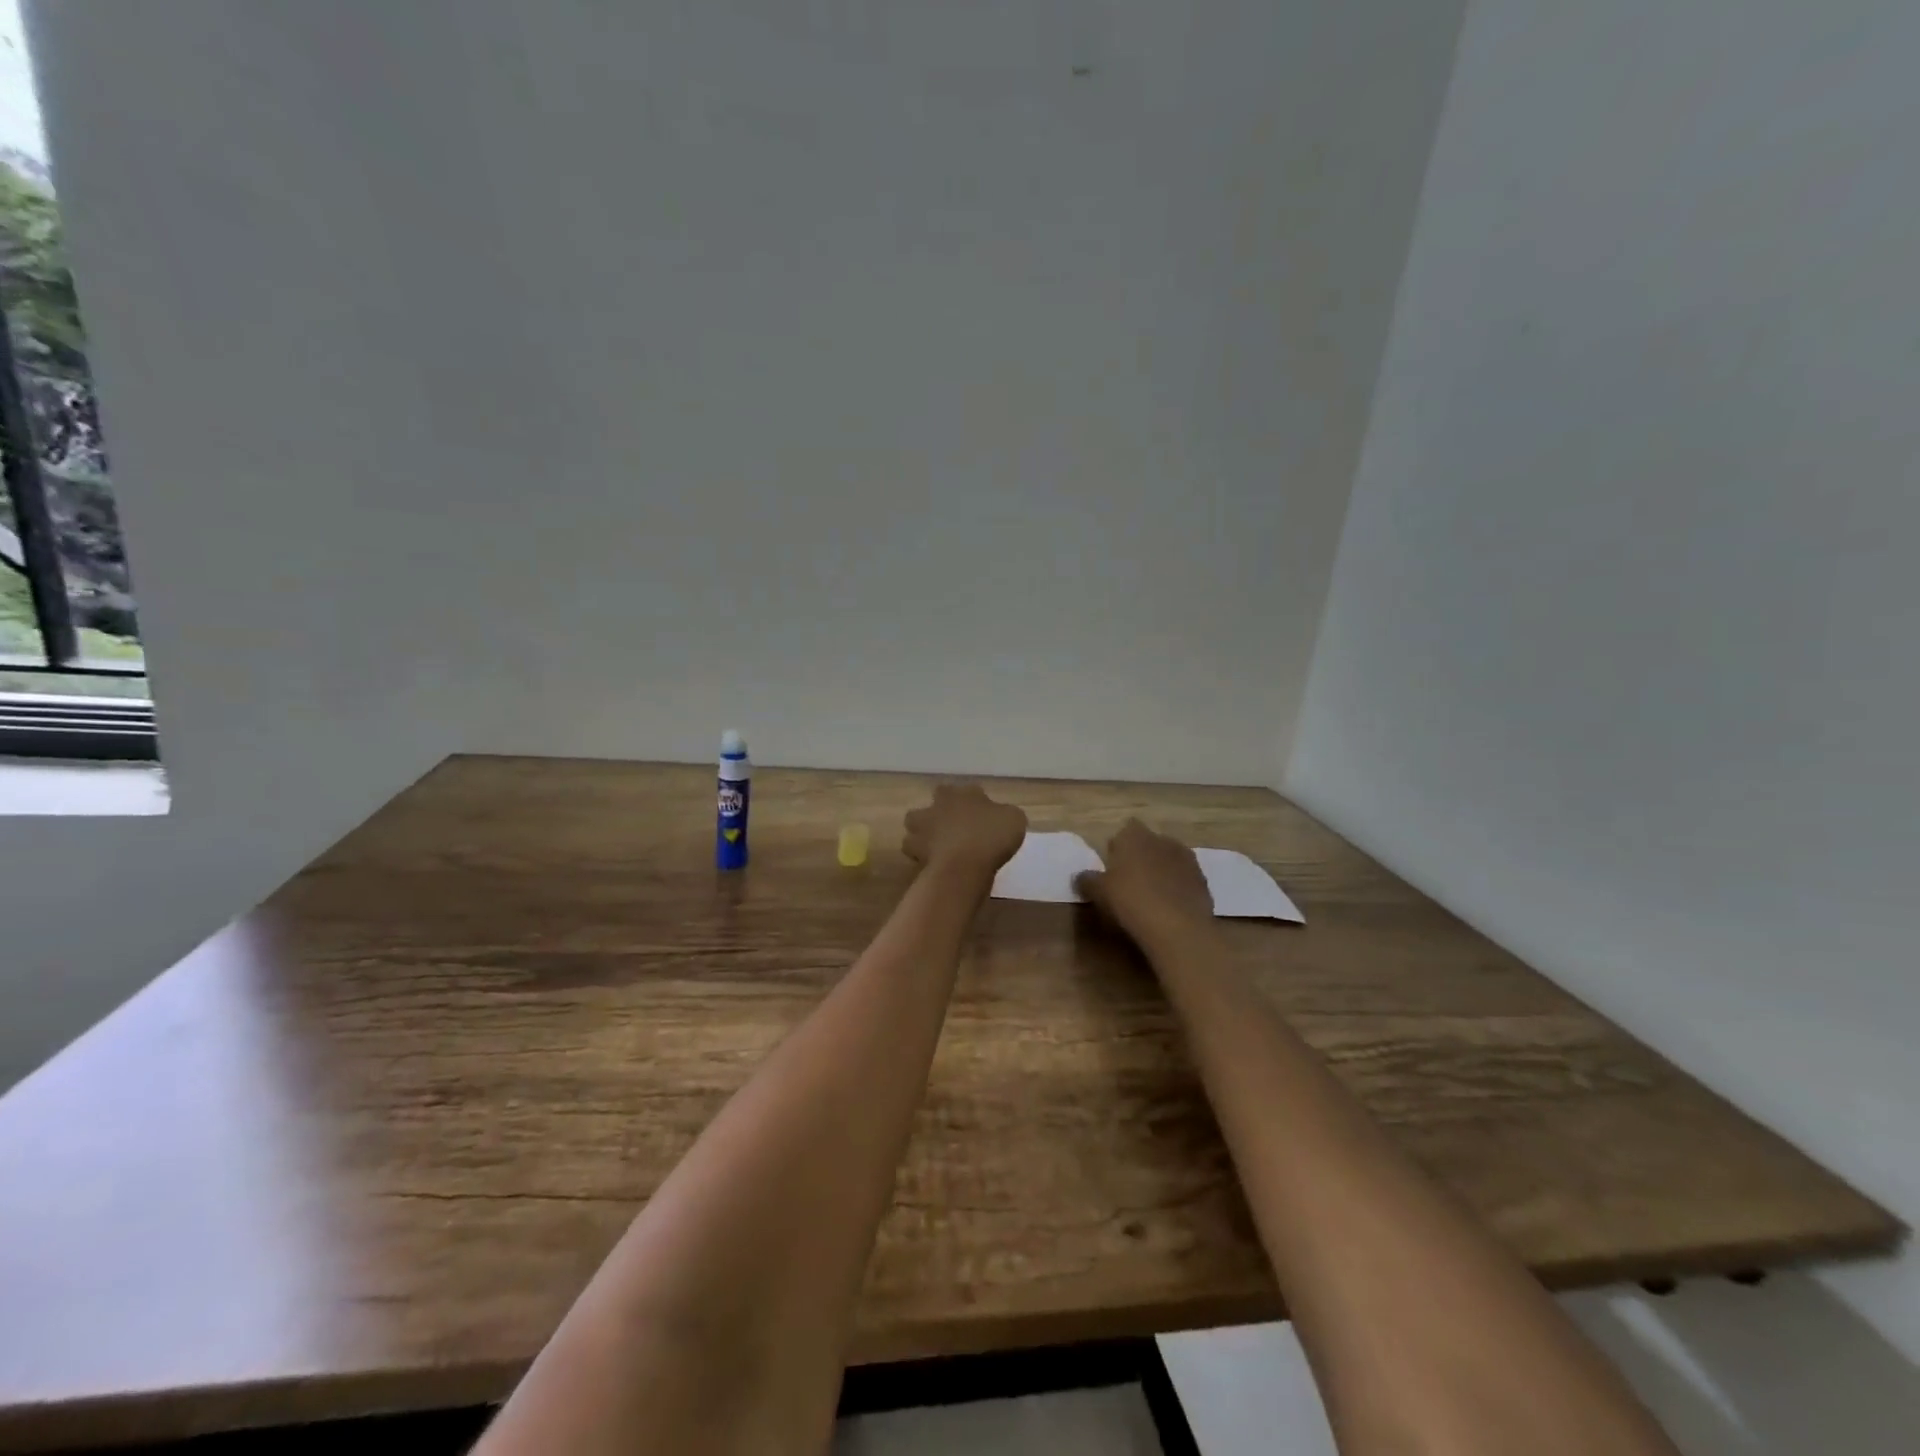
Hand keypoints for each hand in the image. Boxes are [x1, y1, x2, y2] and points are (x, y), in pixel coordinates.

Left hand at [902, 785, 1027, 884]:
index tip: (984, 814)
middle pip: (938, 797)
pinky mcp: (914, 847)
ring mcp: (925, 824)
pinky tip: (930, 861)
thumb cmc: (993, 837)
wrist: (964, 865)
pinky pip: (912, 847)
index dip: (978, 801)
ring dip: (923, 828)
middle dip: (944, 806)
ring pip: (915, 820)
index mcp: (968, 793)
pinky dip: (919, 853)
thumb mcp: (1014, 820)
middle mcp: (942, 803)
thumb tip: (1000, 815)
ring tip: (935, 841)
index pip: (972, 790)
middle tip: (956, 823)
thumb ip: (1004, 814)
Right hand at [1074, 819, 1213, 950]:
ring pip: (1169, 859)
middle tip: (1130, 881)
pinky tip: (1169, 907)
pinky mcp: (1203, 881)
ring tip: (1151, 896)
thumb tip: (1080, 876)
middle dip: (1141, 857)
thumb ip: (1087, 880)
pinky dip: (1177, 888)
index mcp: (1134, 836)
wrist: (1177, 927)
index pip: (1125, 830)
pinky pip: (1184, 879)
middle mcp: (1162, 839)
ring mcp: (1187, 859)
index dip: (1119, 847)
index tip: (1113, 865)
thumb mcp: (1098, 892)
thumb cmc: (1130, 901)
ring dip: (1162, 871)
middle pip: (1149, 843)